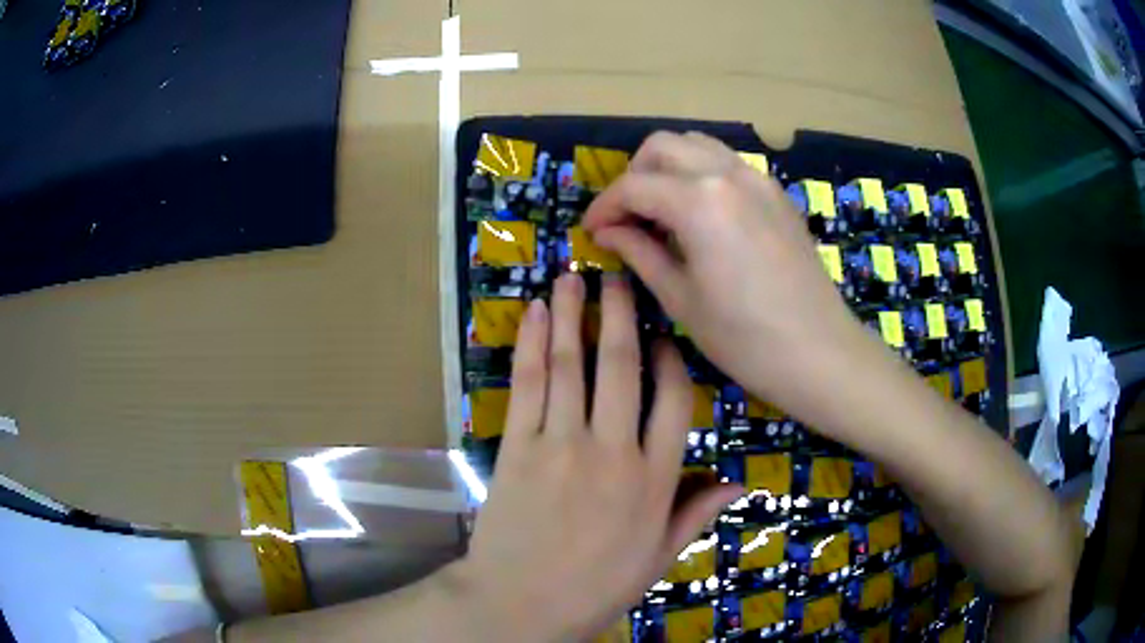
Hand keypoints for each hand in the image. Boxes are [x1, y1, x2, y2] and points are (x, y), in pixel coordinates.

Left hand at [456, 273, 740, 640]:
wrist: (520, 604)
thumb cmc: (595, 587)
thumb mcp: (658, 558)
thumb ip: (696, 515)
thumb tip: (737, 482)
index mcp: (654, 481)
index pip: (674, 402)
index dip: (672, 360)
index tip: (664, 335)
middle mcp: (613, 451)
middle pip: (621, 367)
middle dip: (621, 315)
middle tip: (619, 278)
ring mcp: (561, 445)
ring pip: (572, 364)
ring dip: (574, 314)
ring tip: (574, 277)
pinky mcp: (518, 446)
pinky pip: (529, 385)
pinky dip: (533, 344)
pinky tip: (538, 314)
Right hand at [583, 131, 880, 429]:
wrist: (819, 352)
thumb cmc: (744, 338)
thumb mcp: (681, 299)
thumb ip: (639, 253)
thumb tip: (607, 231)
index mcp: (698, 201)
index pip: (633, 186)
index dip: (603, 207)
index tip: (590, 232)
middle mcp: (727, 174)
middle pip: (662, 147)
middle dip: (634, 176)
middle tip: (627, 218)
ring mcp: (757, 179)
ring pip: (697, 146)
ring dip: (668, 169)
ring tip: (660, 212)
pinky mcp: (776, 193)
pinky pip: (727, 164)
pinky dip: (700, 175)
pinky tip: (700, 216)